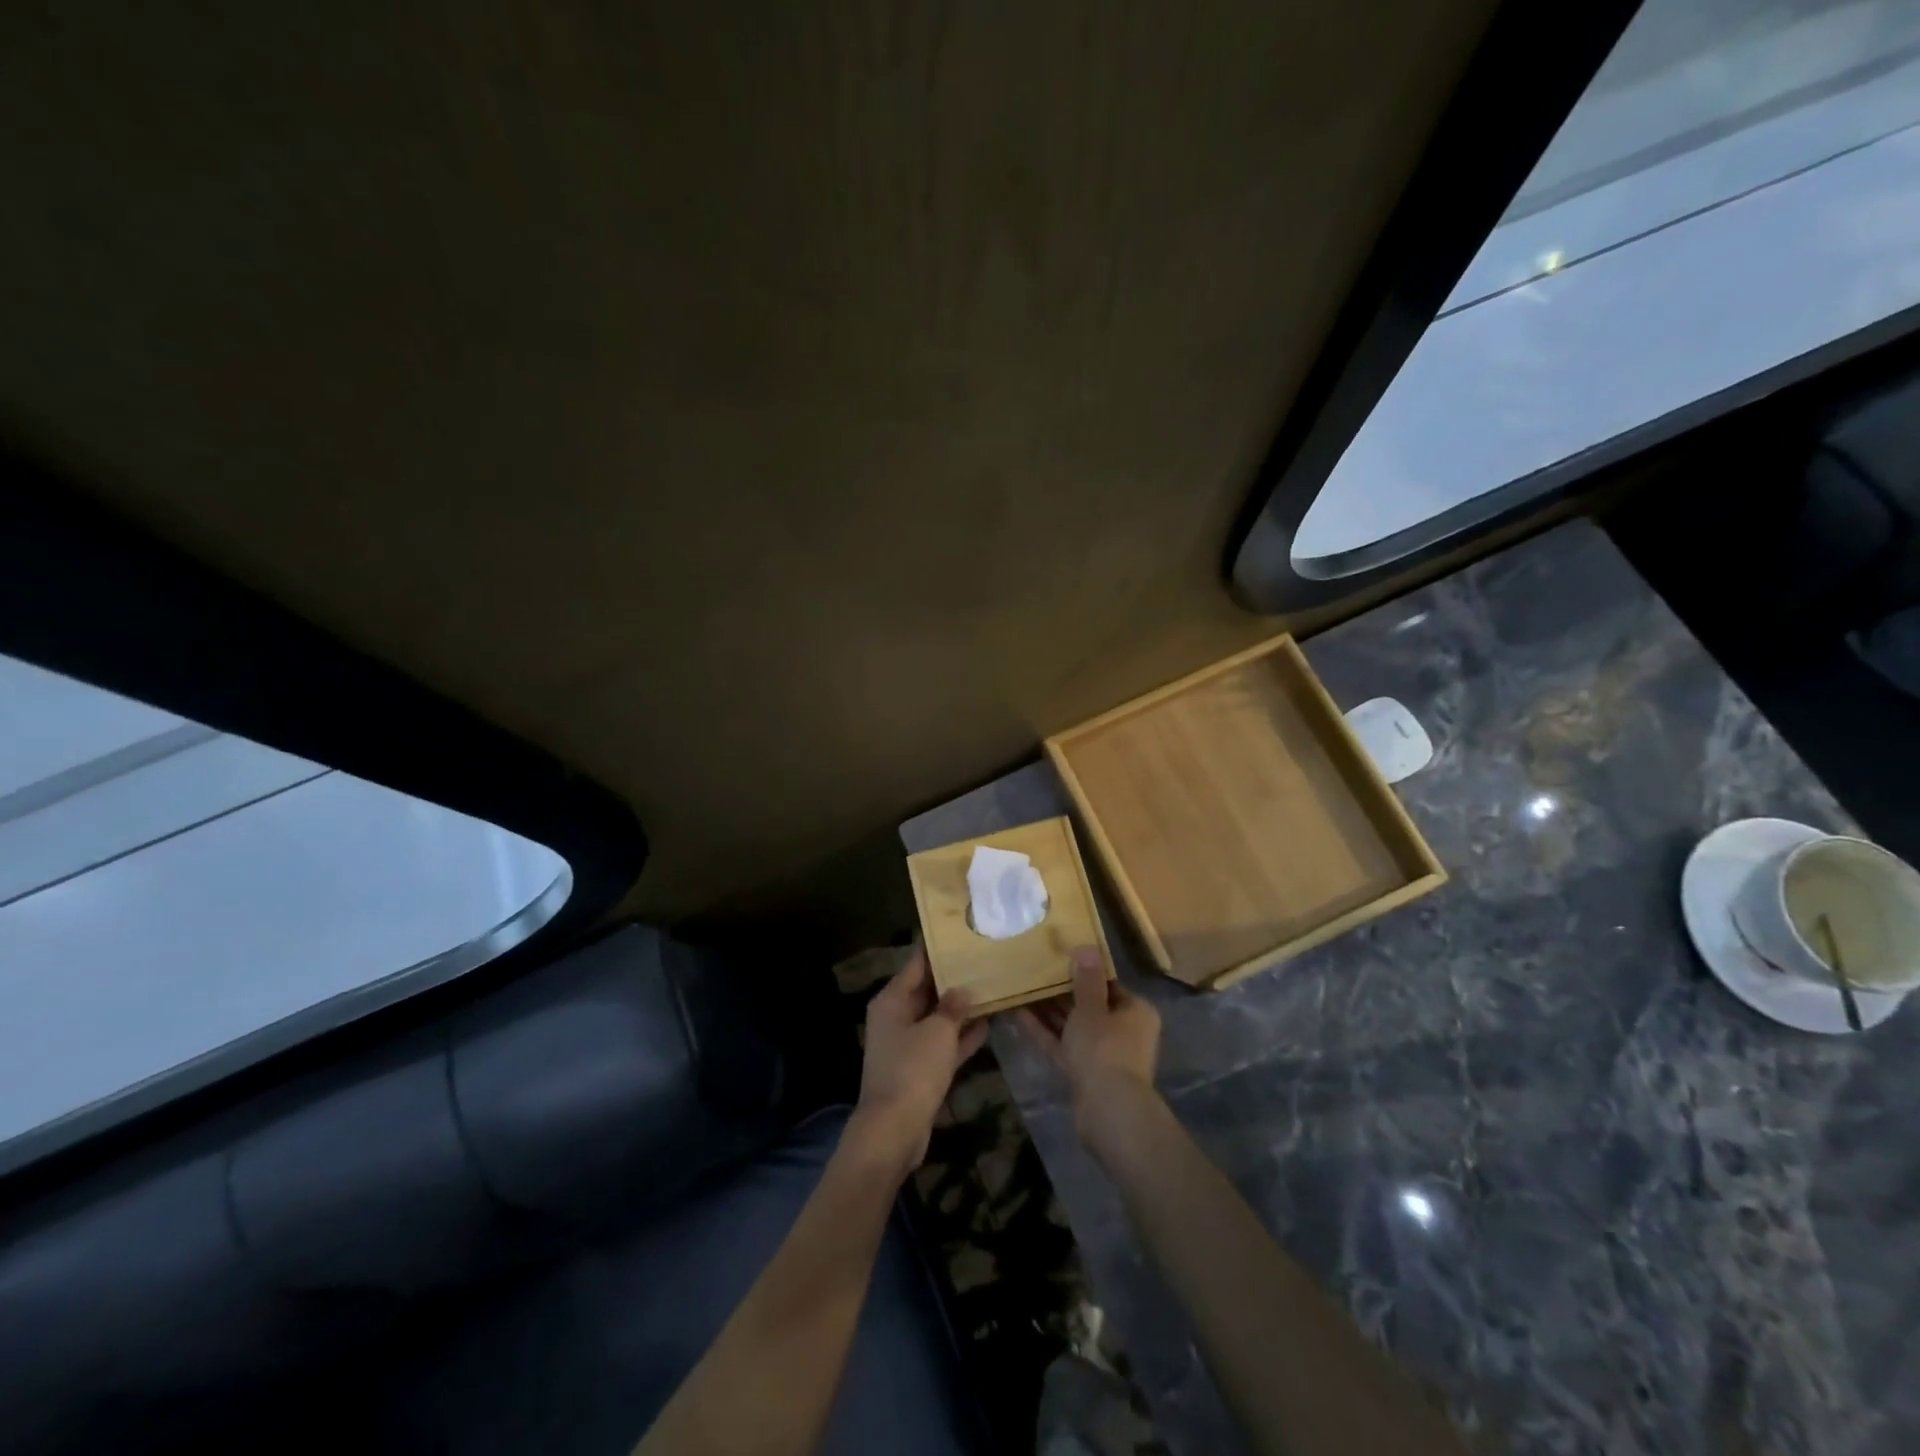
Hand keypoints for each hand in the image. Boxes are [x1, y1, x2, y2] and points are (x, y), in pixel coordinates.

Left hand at [852, 945, 987, 1178]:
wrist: (894, 1130)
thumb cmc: (913, 1070)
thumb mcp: (937, 1032)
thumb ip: (953, 1007)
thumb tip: (962, 989)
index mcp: (892, 1000)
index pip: (916, 963)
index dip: (937, 949)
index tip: (961, 932)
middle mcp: (896, 1017)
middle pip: (927, 989)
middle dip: (954, 978)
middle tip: (984, 958)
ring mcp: (907, 1044)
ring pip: (937, 1017)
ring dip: (960, 1008)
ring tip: (992, 987)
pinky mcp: (919, 1069)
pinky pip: (943, 1043)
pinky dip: (961, 1035)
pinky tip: (988, 1024)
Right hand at [1015, 947, 1161, 1150]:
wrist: (1107, 1110)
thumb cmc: (1104, 1049)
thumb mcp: (1091, 1008)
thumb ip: (1086, 979)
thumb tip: (1086, 947)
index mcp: (1135, 1011)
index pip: (1108, 984)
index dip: (1082, 971)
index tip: (1057, 958)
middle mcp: (1124, 1030)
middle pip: (1090, 1005)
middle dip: (1061, 992)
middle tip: (1034, 972)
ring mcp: (1104, 1054)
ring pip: (1074, 1026)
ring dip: (1049, 1011)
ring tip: (1021, 989)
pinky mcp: (1085, 1072)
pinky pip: (1064, 1045)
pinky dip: (1045, 1032)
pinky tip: (1019, 1015)